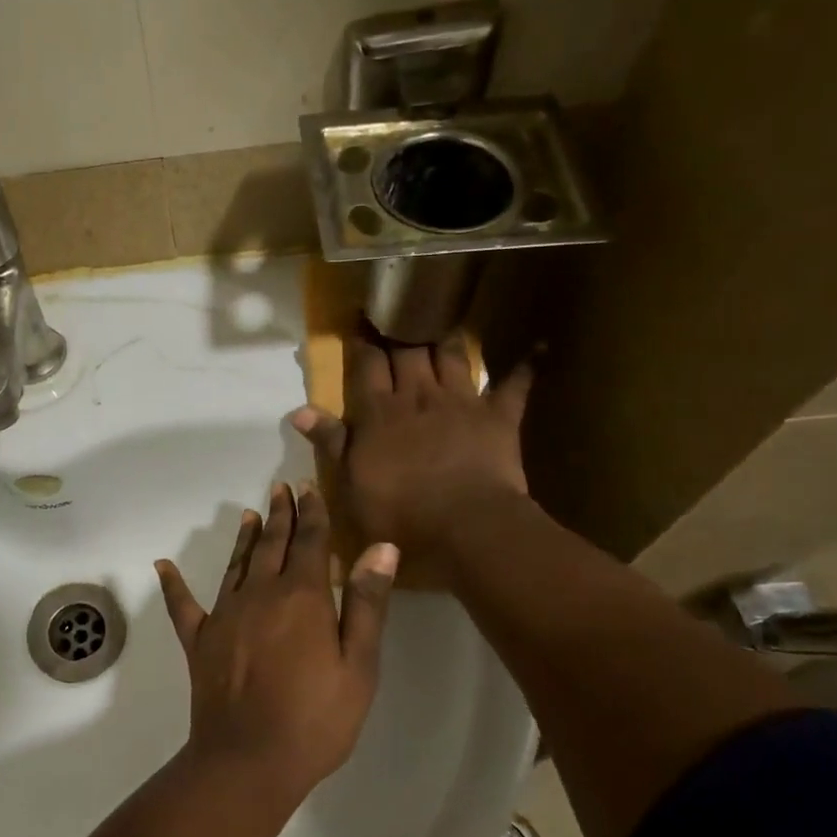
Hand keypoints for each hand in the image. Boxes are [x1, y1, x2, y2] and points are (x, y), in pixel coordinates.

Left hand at [155, 483, 398, 803]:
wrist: (249, 760)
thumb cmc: (316, 718)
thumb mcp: (358, 665)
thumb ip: (366, 603)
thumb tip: (379, 546)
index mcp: (302, 597)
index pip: (310, 542)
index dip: (312, 513)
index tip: (309, 487)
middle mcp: (260, 594)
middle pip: (272, 544)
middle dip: (280, 514)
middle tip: (281, 488)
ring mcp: (224, 615)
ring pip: (236, 564)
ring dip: (244, 537)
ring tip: (249, 514)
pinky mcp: (199, 641)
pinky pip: (182, 605)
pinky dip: (173, 584)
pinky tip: (163, 565)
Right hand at [290, 334, 533, 574]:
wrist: (466, 526)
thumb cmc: (399, 512)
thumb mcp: (351, 483)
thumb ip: (331, 442)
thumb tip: (298, 410)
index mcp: (379, 413)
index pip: (367, 367)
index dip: (363, 343)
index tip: (360, 321)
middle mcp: (418, 396)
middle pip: (408, 353)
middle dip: (400, 330)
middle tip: (399, 310)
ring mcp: (461, 402)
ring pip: (452, 357)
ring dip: (447, 338)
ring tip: (444, 319)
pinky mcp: (498, 417)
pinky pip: (514, 386)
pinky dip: (525, 366)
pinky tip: (537, 347)